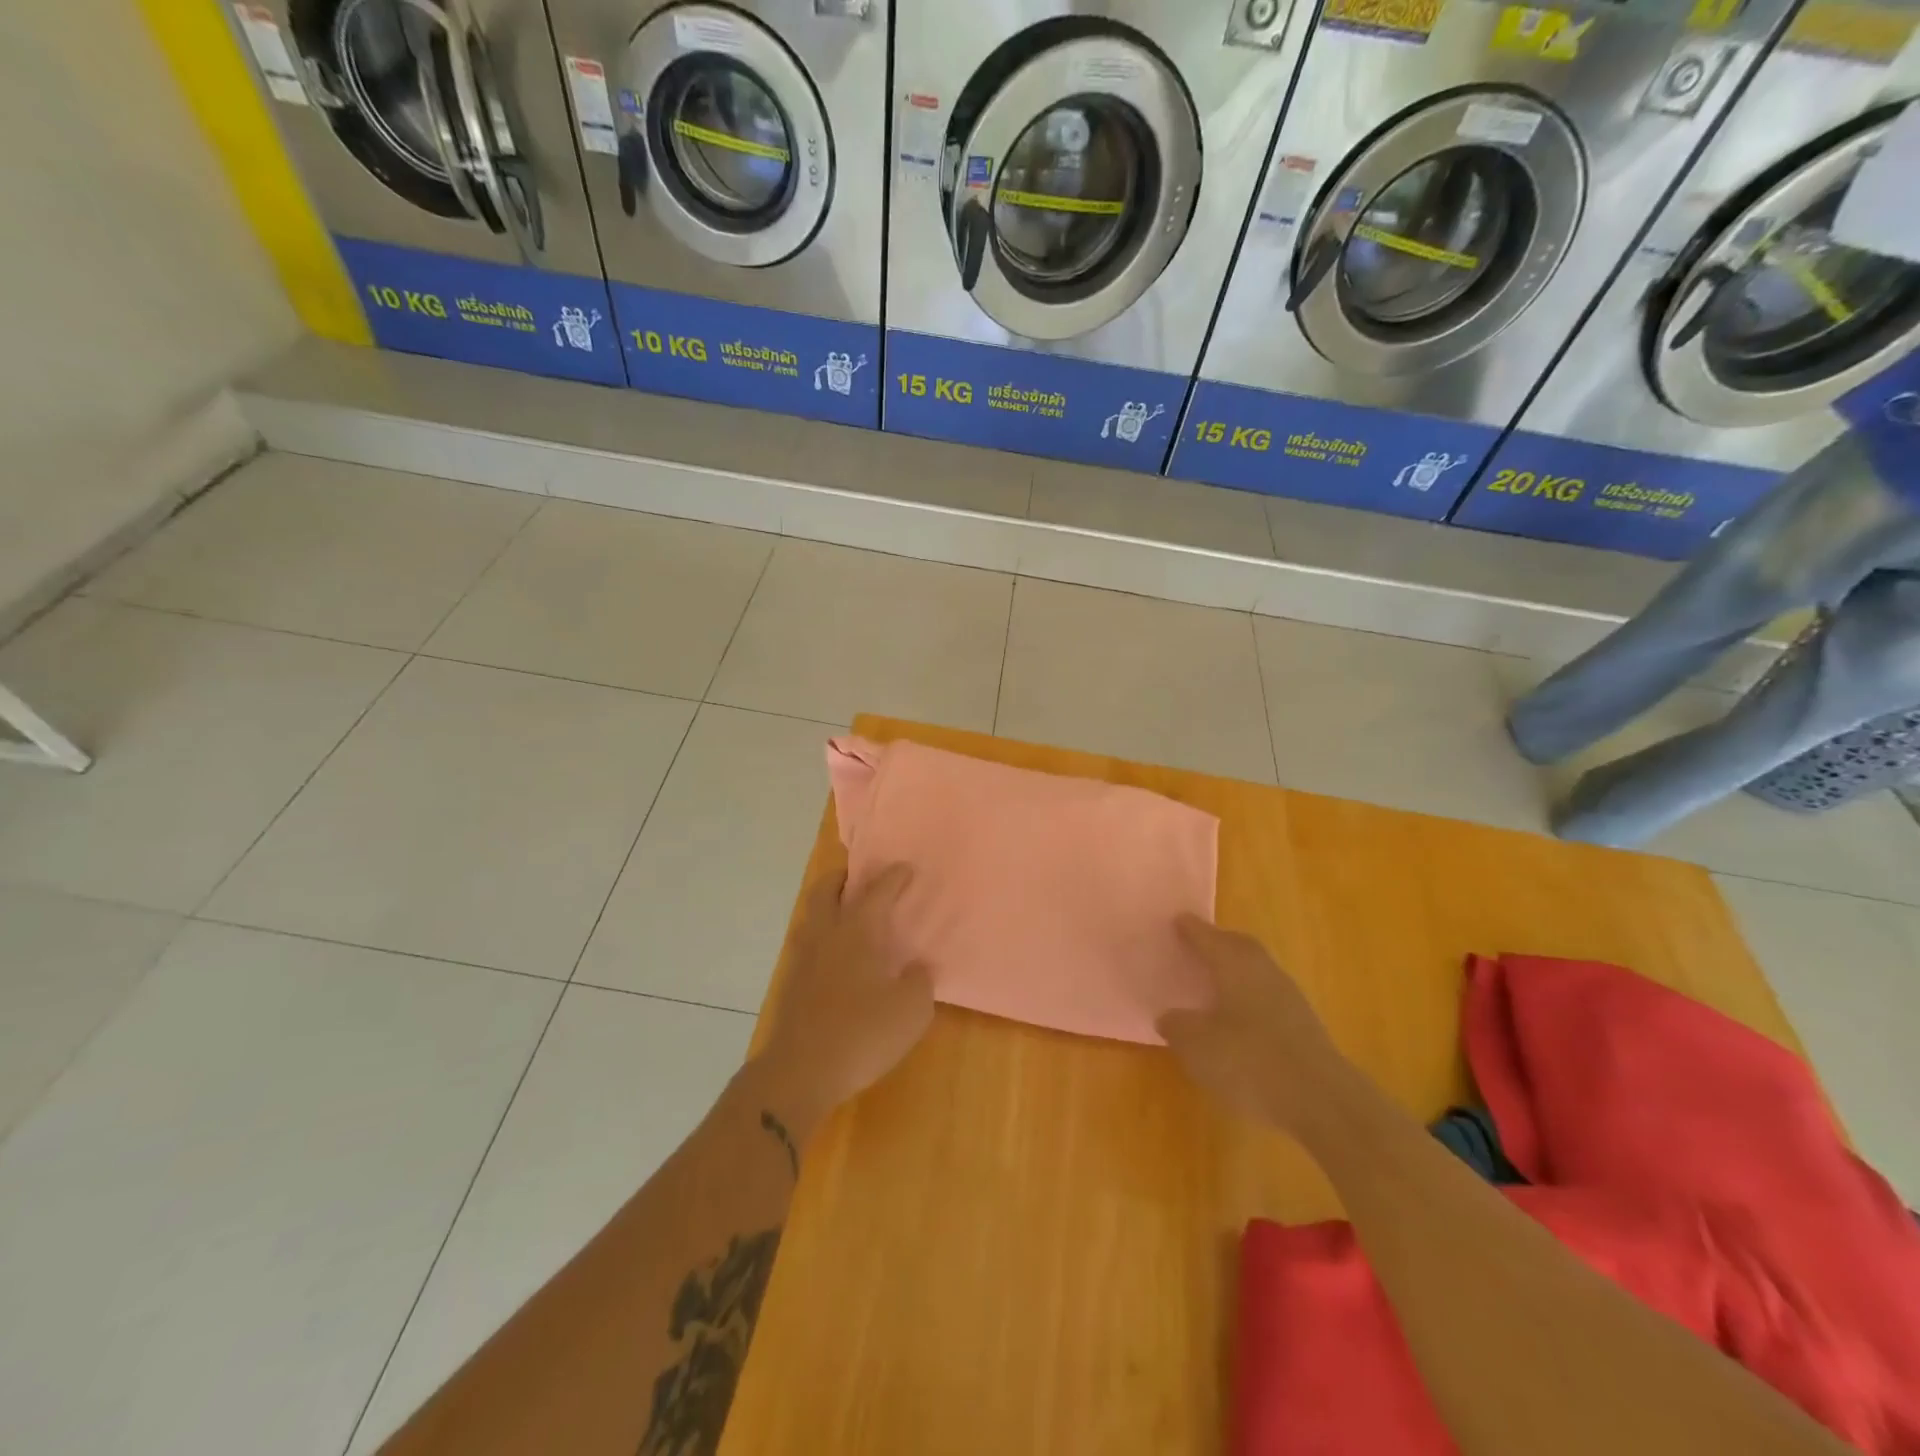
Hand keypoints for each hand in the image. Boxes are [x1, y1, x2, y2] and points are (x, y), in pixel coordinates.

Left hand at [752, 864, 933, 1140]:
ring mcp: (803, 957)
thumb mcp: (911, 1011)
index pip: (877, 891)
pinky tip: (837, 956)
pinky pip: (807, 943)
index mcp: (857, 931)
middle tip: (859, 877)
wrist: (800, 1072)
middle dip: (843, 877)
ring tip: (848, 914)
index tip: (905, 869)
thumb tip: (916, 968)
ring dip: (828, 904)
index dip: (893, 878)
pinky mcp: (791, 983)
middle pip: (826, 890)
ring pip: (812, 915)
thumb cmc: (862, 1033)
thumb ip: (919, 982)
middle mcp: (826, 934)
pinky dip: (822, 935)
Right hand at [1156, 915, 1351, 1134]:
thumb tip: (1169, 1016)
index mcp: (1234, 964)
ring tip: (1214, 981)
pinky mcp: (1303, 1026)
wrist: (1322, 1101)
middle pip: (1238, 946)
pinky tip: (1238, 1018)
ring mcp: (1289, 998)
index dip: (1190, 929)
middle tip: (1197, 944)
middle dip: (1218, 943)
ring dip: (1236, 970)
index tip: (1177, 920)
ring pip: (1256, 971)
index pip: (1208, 937)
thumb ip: (1177, 1025)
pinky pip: (1268, 997)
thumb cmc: (1249, 1061)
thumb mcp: (1197, 1045)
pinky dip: (1250, 998)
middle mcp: (1263, 971)